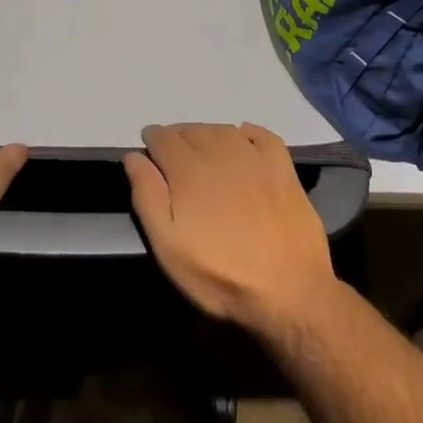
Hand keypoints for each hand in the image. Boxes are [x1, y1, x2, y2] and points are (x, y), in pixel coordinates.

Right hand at [123, 123, 339, 332]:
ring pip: (223, 130)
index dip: (153, 139)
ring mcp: (255, 158)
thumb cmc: (220, 274)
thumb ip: (147, 196)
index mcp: (189, 169)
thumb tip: (134, 156)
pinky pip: (263, 136)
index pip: (164, 138)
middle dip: (178, 137)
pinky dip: (248, 133)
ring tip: (203, 149)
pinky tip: (243, 140)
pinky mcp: (284, 169)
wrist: (288, 291)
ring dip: (207, 133)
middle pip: (192, 130)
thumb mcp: (168, 246)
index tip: (149, 147)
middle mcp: (220, 153)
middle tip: (173, 153)